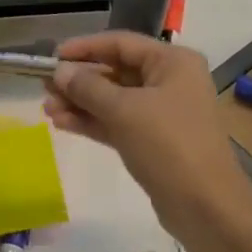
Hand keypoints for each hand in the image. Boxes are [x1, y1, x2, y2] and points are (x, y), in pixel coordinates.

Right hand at [42, 30, 251, 251]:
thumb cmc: (169, 145)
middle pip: (115, 71)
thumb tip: (59, 71)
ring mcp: (162, 112)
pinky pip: (117, 122)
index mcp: (172, 62)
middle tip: (43, 86)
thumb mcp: (124, 110)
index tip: (52, 57)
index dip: (84, 48)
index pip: (120, 43)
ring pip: (113, 99)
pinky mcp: (153, 141)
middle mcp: (169, 81)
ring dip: (80, 103)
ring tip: (46, 109)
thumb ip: (88, 88)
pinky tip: (62, 123)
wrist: (207, 208)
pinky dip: (91, 121)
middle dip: (79, 80)